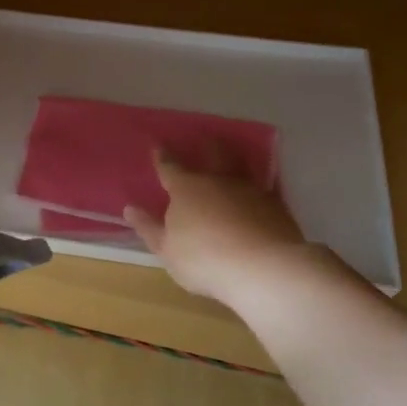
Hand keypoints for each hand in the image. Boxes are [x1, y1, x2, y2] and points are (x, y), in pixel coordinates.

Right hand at [125, 148, 335, 303]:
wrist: (263, 268)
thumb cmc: (203, 259)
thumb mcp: (166, 250)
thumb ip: (149, 228)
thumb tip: (130, 209)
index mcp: (186, 189)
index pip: (170, 167)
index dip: (163, 157)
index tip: (158, 146)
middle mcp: (219, 181)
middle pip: (212, 156)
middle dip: (207, 146)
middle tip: (206, 137)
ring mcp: (251, 191)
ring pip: (241, 168)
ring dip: (236, 160)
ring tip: (235, 157)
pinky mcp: (276, 206)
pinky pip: (264, 189)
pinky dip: (259, 188)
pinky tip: (260, 193)